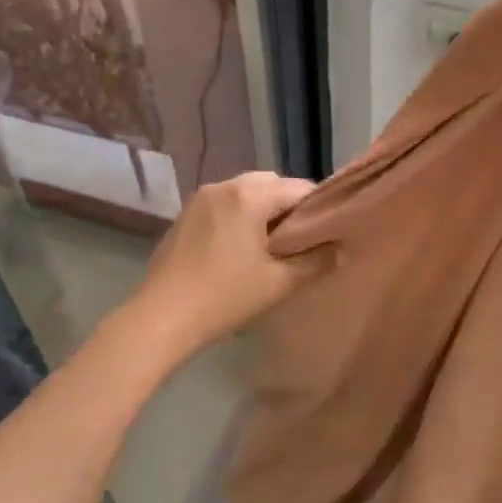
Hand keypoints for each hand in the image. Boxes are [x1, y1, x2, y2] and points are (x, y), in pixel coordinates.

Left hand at [125, 172, 325, 360]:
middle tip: (299, 242)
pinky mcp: (184, 216)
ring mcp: (199, 199)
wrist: (162, 318)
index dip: (318, 209)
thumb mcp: (280, 283)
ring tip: (271, 247)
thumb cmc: (226, 297)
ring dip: (263, 211)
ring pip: (245, 193)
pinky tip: (239, 251)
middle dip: (289, 207)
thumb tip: (339, 250)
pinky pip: (224, 205)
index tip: (326, 235)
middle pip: (271, 184)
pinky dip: (240, 217)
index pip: (299, 188)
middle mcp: (223, 185)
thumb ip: (316, 262)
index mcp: (249, 195)